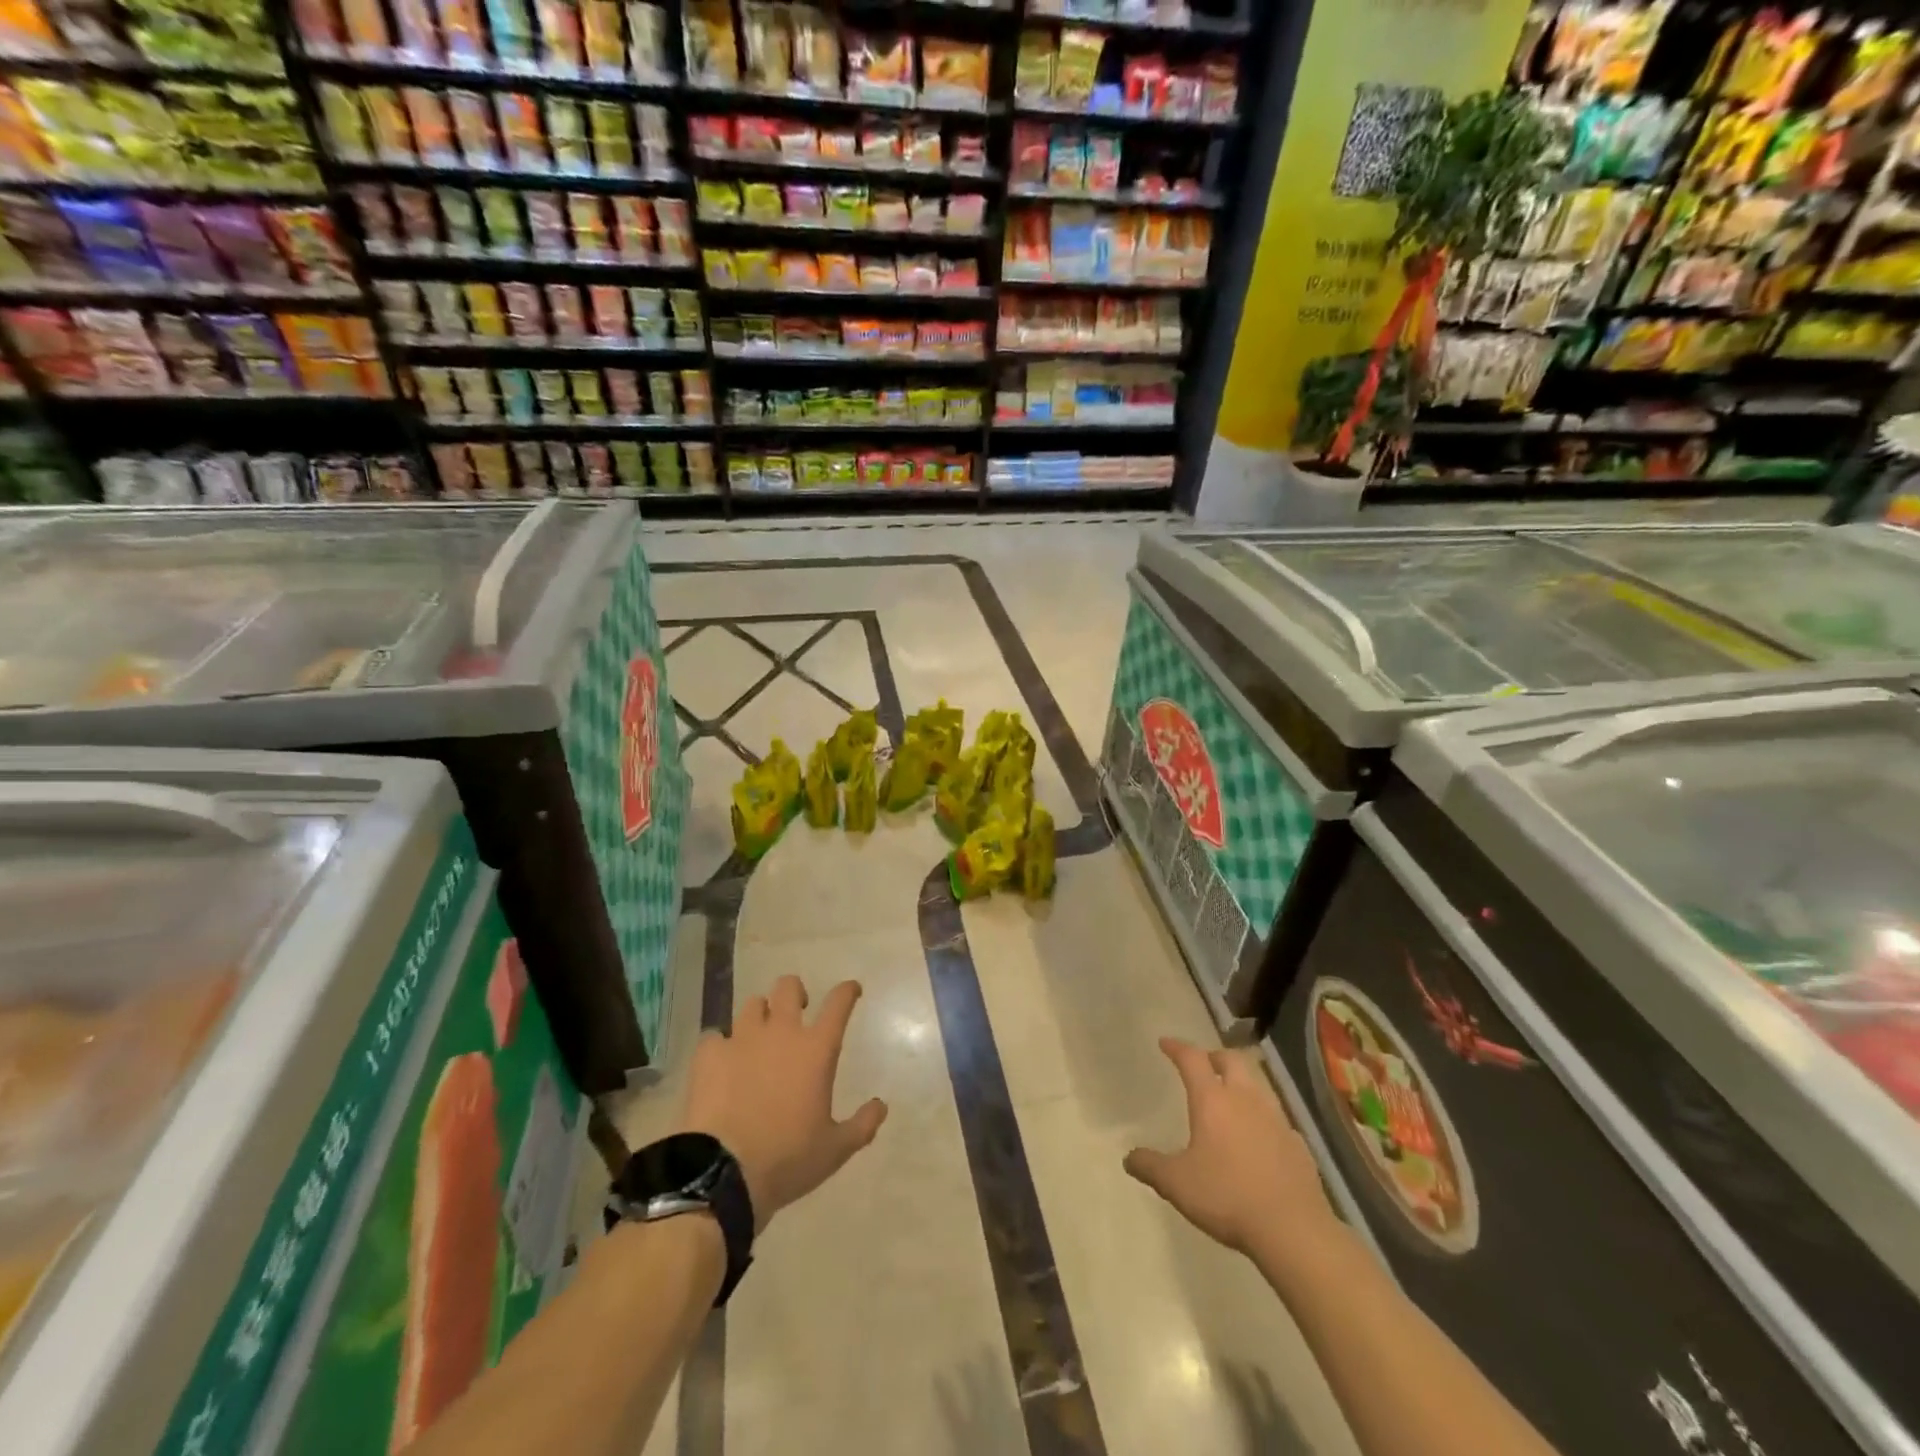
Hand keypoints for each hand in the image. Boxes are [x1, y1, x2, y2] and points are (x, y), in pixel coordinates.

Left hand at [680, 976, 887, 1233]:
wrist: (722, 1174)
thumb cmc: (788, 1159)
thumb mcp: (836, 1150)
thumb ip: (863, 1124)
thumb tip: (881, 1105)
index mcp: (817, 1049)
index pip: (838, 1003)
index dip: (847, 991)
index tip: (851, 990)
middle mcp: (781, 1033)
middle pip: (789, 987)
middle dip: (796, 993)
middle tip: (798, 1011)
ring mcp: (742, 1039)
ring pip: (753, 1004)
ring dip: (760, 1015)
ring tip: (758, 1036)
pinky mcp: (709, 1055)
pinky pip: (715, 1036)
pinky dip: (721, 1045)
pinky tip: (721, 1063)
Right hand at [1124, 1037, 1338, 1261]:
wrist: (1293, 1230)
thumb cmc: (1227, 1197)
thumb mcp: (1177, 1184)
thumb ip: (1150, 1166)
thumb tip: (1129, 1158)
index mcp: (1213, 1100)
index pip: (1192, 1059)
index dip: (1177, 1047)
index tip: (1165, 1043)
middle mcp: (1245, 1099)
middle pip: (1232, 1060)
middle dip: (1214, 1056)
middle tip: (1203, 1064)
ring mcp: (1276, 1120)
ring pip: (1257, 1085)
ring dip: (1241, 1083)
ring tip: (1230, 1098)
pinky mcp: (1298, 1144)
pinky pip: (1277, 1119)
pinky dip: (1263, 1118)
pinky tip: (1259, 1138)